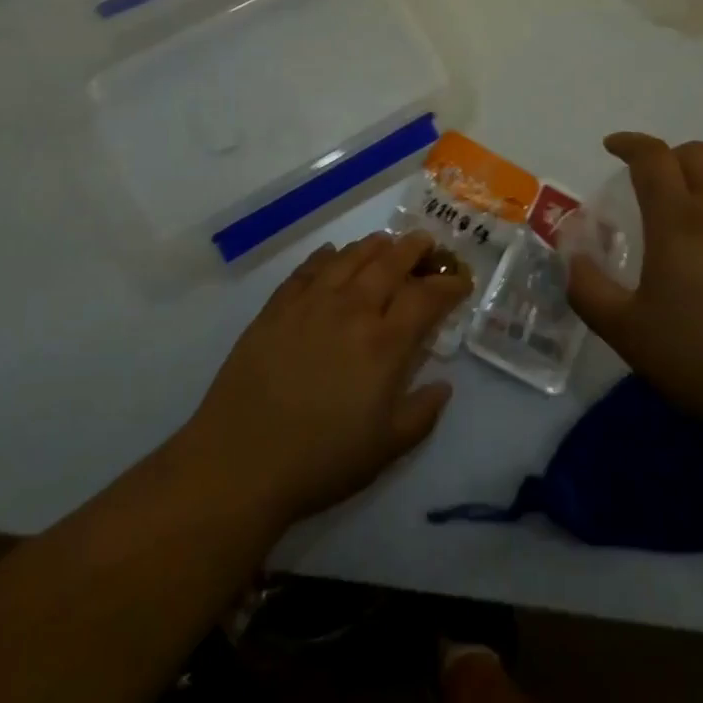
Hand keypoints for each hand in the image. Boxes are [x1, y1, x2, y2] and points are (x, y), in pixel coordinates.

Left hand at [180, 231, 471, 531]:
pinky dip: (327, 256)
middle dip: (414, 249)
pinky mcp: (277, 306)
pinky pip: (308, 269)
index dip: (448, 284)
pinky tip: (333, 255)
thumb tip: (444, 385)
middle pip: (390, 263)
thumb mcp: (385, 449)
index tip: (461, 281)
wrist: (241, 459)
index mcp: (384, 343)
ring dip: (374, 245)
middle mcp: (352, 310)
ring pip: (350, 257)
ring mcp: (311, 303)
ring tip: (386, 242)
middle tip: (427, 243)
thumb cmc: (321, 460)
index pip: (426, 297)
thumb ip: (422, 414)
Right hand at [567, 133, 702, 439]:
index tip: (612, 148)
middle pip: (697, 156)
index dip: (630, 144)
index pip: (654, 158)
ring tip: (682, 238)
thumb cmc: (700, 361)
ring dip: (698, 194)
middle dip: (668, 157)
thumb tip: (574, 258)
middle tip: (647, 186)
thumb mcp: (626, 332)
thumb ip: (588, 290)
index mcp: (680, 223)